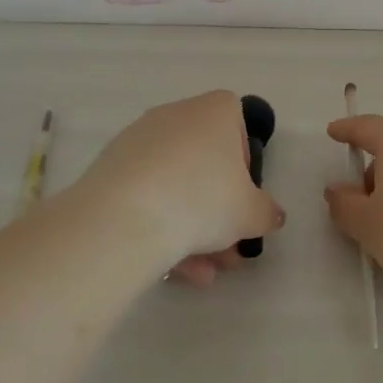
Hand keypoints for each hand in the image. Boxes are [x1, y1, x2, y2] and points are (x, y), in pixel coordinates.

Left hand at [78, 90, 283, 286]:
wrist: (126, 218)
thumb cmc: (203, 199)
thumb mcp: (251, 213)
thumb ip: (267, 212)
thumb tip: (271, 215)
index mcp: (214, 111)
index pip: (236, 122)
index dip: (243, 161)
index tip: (241, 195)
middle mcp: (176, 115)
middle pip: (204, 160)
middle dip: (217, 207)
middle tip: (226, 248)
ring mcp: (139, 140)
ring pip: (175, 183)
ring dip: (190, 226)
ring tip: (200, 271)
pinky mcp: (110, 168)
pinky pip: (146, 195)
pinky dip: (160, 225)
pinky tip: (170, 267)